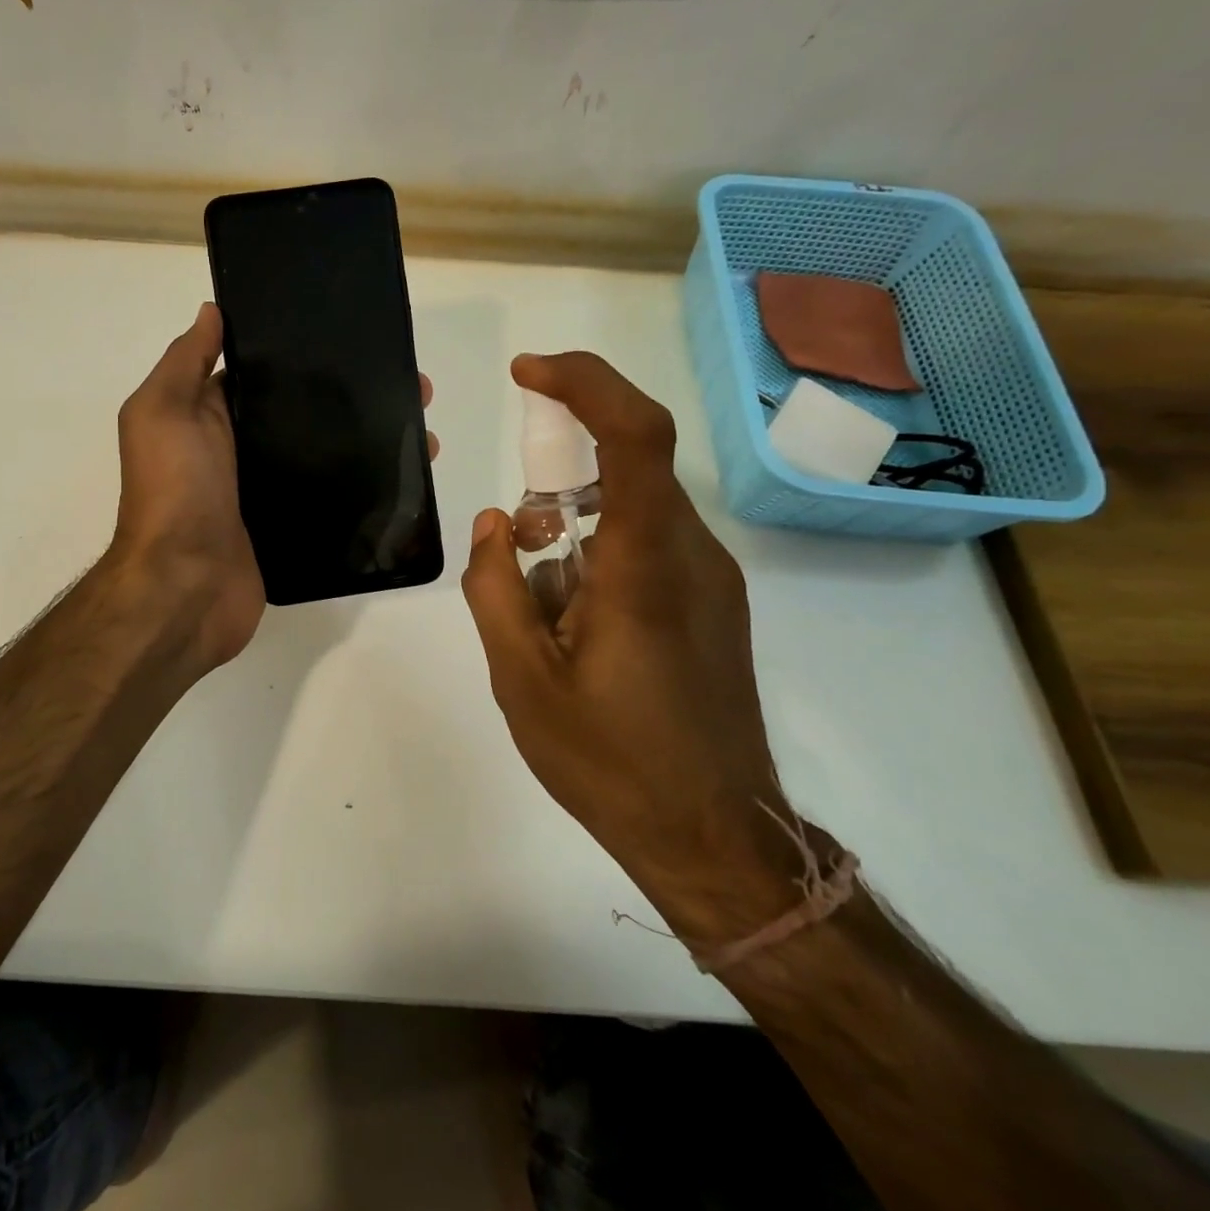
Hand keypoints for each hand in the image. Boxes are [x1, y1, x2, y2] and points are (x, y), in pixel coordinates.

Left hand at [109, 302, 439, 672]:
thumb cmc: (174, 491)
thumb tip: (212, 311)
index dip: (307, 355)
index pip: (266, 375)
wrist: (184, 588)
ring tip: (424, 434)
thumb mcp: (163, 412)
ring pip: (327, 455)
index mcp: (210, 416)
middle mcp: (241, 450)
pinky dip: (366, 488)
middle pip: (305, 413)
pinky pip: (332, 499)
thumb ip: (185, 362)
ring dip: (372, 440)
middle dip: (355, 397)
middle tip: (414, 388)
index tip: (359, 339)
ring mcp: (267, 492)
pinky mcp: (290, 528)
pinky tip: (406, 477)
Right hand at [460, 351, 813, 946]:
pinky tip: (575, 625)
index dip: (583, 382)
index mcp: (643, 565)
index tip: (526, 372)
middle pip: (626, 468)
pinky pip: (649, 547)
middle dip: (556, 477)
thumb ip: (494, 587)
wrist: (714, 838)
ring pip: (632, 511)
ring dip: (573, 528)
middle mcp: (689, 554)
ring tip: (538, 605)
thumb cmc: (611, 761)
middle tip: (515, 541)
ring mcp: (711, 580)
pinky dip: (598, 555)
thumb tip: (495, 522)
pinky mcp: (714, 606)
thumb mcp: (521, 677)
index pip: (632, 433)